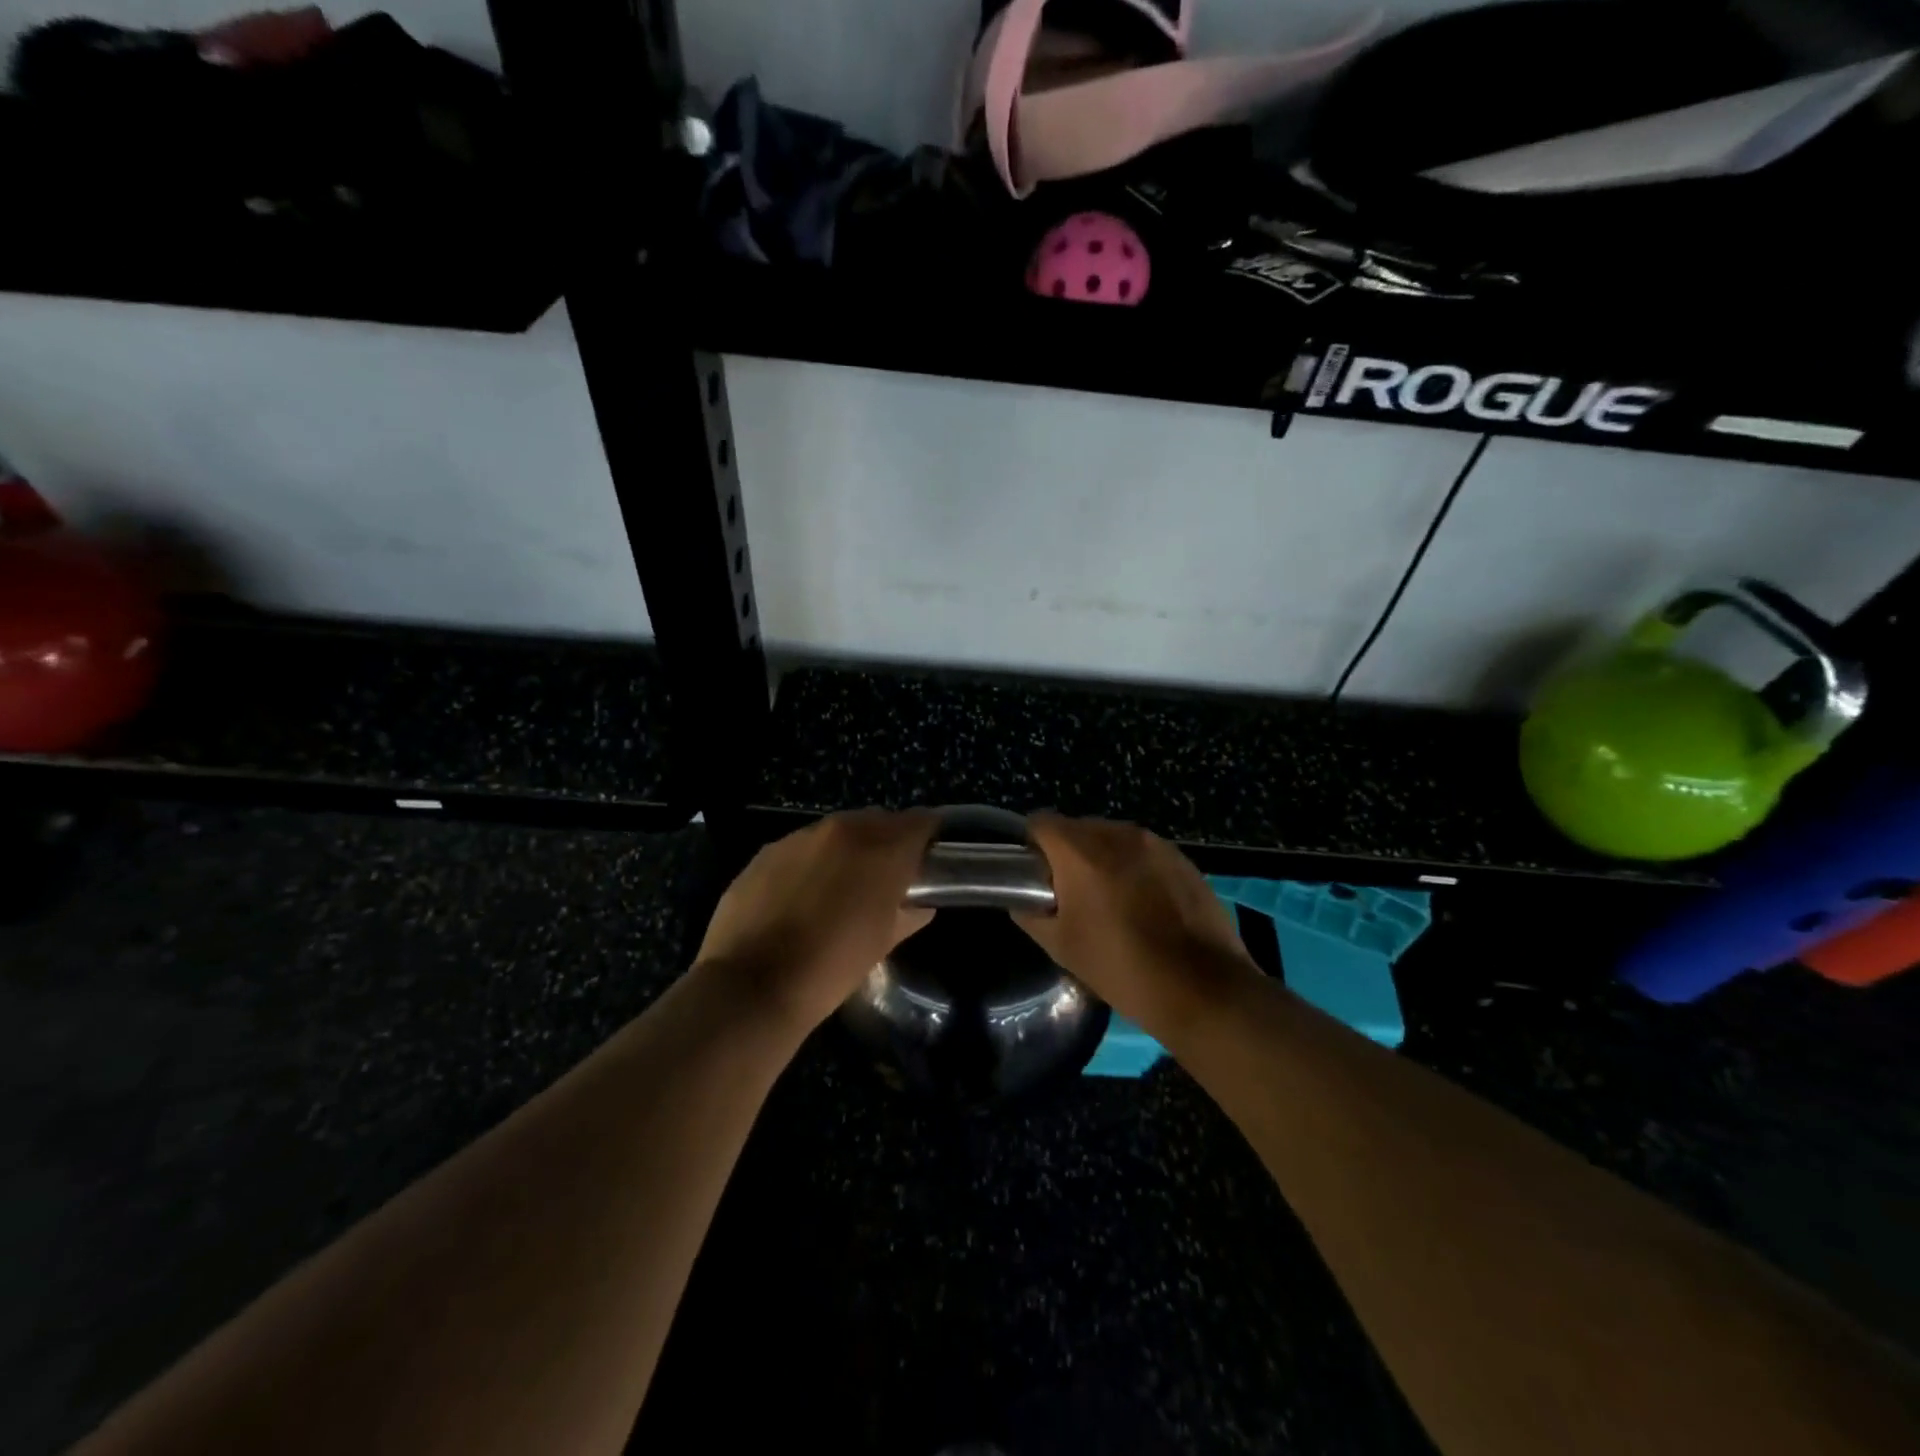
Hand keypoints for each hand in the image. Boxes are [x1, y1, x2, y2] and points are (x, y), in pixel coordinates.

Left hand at [694, 809, 937, 1033]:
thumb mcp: (882, 943)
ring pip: (836, 831)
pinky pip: (800, 848)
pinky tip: (803, 895)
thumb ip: (908, 914)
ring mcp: (799, 838)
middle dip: (888, 840)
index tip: (931, 855)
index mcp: (880, 849)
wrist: (753, 987)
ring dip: (847, 850)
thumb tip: (919, 905)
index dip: (929, 836)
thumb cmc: (832, 967)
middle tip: (889, 874)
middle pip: (877, 820)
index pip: (920, 822)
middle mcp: (841, 830)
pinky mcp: (765, 853)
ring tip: (842, 886)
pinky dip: (811, 862)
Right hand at [1017, 813, 1261, 1037]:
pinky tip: (1143, 906)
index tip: (1034, 875)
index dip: (1031, 846)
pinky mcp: (1182, 858)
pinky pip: (1143, 852)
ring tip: (1109, 900)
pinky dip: (1134, 868)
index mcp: (1080, 851)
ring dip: (1102, 859)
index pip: (1040, 823)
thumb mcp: (1062, 947)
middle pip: (1077, 828)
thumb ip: (1031, 915)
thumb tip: (1022, 901)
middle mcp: (1117, 834)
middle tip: (1070, 894)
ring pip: (1112, 838)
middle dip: (1067, 854)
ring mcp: (1154, 843)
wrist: (1202, 987)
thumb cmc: (1121, 967)